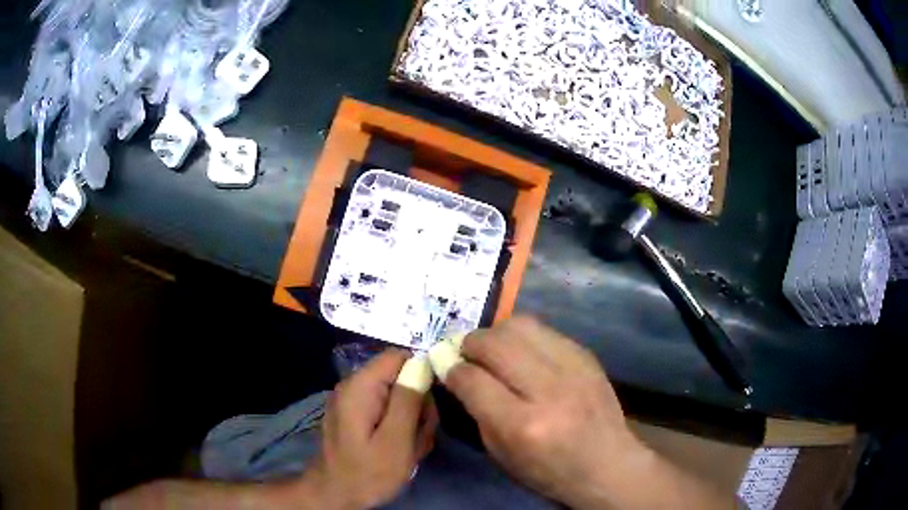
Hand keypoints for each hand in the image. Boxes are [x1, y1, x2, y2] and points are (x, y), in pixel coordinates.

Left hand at [307, 349, 437, 508]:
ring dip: (412, 420)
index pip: (399, 356)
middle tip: (421, 435)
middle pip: (400, 377)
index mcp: (360, 386)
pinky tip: (401, 448)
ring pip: (398, 396)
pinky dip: (400, 427)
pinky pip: (387, 411)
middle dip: (418, 404)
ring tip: (411, 447)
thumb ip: (408, 400)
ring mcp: (354, 402)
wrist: (335, 495)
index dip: (422, 373)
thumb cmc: (367, 472)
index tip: (432, 404)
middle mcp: (354, 386)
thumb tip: (422, 362)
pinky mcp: (357, 416)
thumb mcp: (396, 440)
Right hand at [429, 316, 652, 508]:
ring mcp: (573, 368)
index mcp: (522, 425)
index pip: (472, 380)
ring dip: (496, 334)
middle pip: (495, 343)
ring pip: (521, 325)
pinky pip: (545, 331)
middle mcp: (548, 390)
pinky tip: (523, 353)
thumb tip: (455, 371)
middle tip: (465, 353)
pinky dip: (525, 338)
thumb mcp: (501, 454)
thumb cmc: (549, 471)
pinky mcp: (587, 356)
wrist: (608, 464)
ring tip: (492, 349)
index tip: (443, 364)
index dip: (450, 368)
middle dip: (470, 343)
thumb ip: (476, 410)